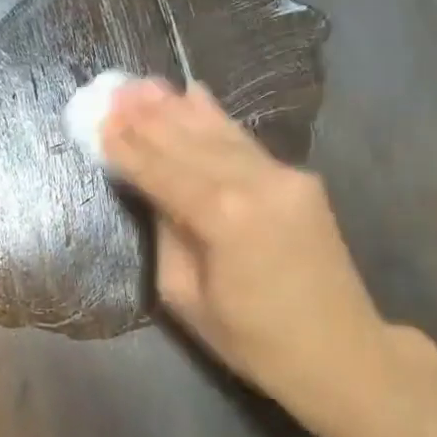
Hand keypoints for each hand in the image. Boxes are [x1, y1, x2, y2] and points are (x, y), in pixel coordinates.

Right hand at [101, 79, 416, 415]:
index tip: (96, 119)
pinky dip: (217, 117)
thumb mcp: (186, 297)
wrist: (340, 351)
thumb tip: (153, 192)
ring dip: (176, 108)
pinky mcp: (299, 178)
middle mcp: (254, 184)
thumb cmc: (252, 340)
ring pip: (218, 134)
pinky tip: (194, 93)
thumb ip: (167, 235)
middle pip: (187, 143)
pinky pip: (246, 142)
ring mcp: (283, 175)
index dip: (126, 147)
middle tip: (111, 90)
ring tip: (142, 84)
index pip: (160, 171)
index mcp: (222, 218)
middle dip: (145, 117)